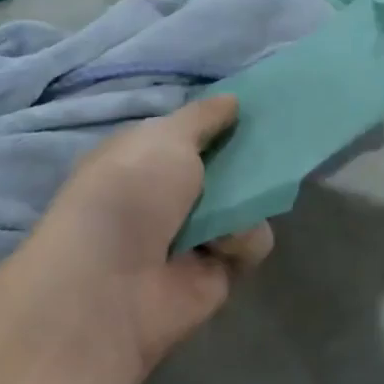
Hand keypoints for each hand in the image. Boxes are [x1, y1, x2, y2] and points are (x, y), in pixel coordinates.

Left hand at [0, 96, 271, 383]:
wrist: (112, 282)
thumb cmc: (130, 191)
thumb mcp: (165, 136)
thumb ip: (203, 117)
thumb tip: (232, 100)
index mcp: (143, 158)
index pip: (188, 134)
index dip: (218, 122)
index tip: (250, 110)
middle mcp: (166, 196)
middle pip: (223, 169)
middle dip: (245, 159)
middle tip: (271, 146)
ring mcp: (193, 235)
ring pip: (244, 204)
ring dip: (246, 200)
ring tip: (233, 207)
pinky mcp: (217, 272)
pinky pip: (251, 243)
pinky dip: (245, 240)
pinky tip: (224, 245)